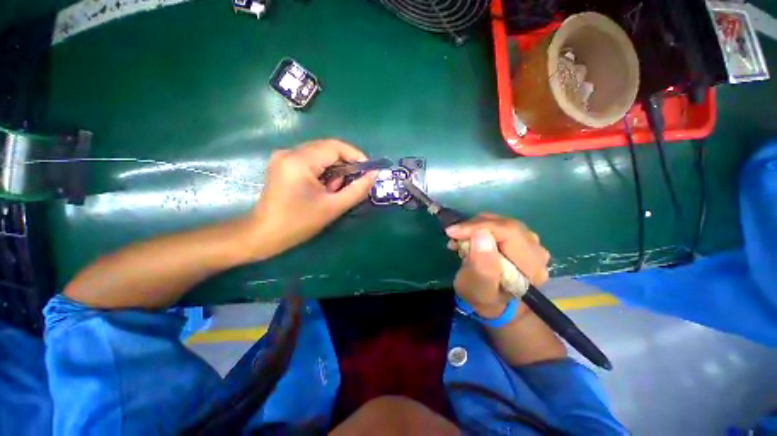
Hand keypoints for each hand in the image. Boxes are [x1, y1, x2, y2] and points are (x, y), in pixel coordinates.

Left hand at [246, 139, 376, 259]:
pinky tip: (325, 188)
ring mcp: (284, 157)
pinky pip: (311, 160)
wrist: (264, 235)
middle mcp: (289, 152)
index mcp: (300, 161)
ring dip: (335, 169)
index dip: (356, 156)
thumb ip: (357, 189)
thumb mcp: (333, 207)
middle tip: (356, 181)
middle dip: (346, 163)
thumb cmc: (299, 223)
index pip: (335, 146)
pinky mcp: (283, 164)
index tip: (369, 170)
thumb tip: (374, 174)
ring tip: (337, 189)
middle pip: (327, 148)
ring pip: (320, 154)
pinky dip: (323, 171)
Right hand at [446, 214, 550, 318]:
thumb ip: (482, 267)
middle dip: (475, 226)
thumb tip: (481, 234)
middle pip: (506, 225)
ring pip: (501, 222)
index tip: (453, 232)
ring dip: (475, 227)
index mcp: (531, 267)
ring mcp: (531, 243)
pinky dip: (480, 227)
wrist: (494, 303)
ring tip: (459, 239)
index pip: (509, 233)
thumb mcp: (478, 289)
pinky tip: (468, 238)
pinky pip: (499, 224)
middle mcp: (537, 252)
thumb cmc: (483, 298)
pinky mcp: (520, 239)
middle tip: (454, 235)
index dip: (479, 227)